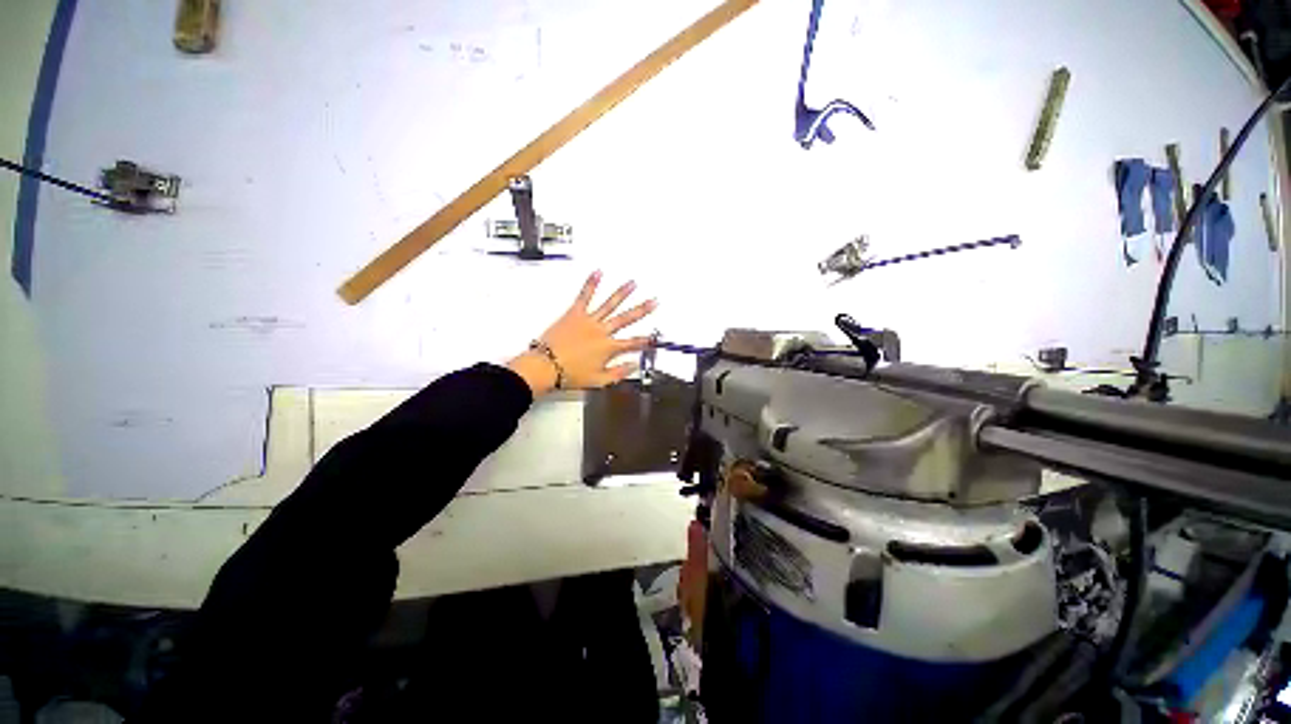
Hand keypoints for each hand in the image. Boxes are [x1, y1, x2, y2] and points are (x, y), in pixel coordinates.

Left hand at [508, 272, 656, 395]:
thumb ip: (618, 373)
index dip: (645, 341)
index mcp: (608, 348)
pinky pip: (584, 296)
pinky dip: (591, 284)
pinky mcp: (574, 313)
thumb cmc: (570, 375)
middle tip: (653, 302)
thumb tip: (633, 366)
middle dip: (642, 310)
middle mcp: (601, 331)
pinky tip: (598, 273)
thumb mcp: (598, 381)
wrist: (545, 366)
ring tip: (632, 283)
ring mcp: (589, 320)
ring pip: (609, 304)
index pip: (632, 343)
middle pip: (626, 318)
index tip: (653, 337)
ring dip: (622, 293)